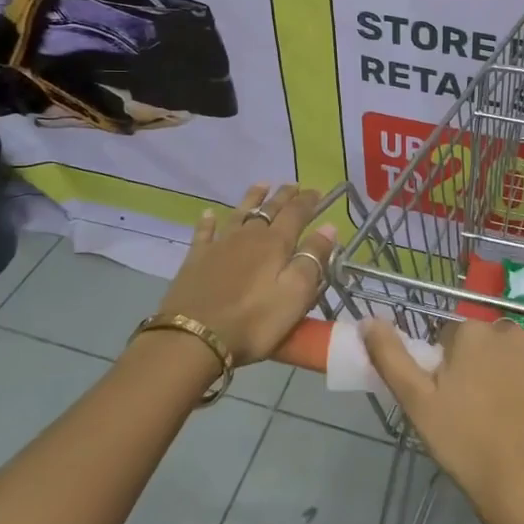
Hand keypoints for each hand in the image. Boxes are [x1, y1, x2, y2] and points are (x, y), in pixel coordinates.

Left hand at [155, 184, 337, 363]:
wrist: (194, 338)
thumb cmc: (254, 321)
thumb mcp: (295, 294)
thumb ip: (313, 259)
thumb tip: (329, 227)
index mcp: (276, 244)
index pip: (296, 214)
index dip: (308, 201)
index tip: (317, 191)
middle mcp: (248, 236)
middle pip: (269, 209)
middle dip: (283, 196)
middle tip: (293, 185)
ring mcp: (219, 245)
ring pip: (239, 213)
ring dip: (252, 198)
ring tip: (261, 185)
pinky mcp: (196, 259)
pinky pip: (204, 232)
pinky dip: (208, 221)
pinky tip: (209, 213)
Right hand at [363, 315, 523, 522]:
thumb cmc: (465, 444)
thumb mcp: (416, 403)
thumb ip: (391, 356)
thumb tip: (368, 320)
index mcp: (471, 333)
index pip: (456, 338)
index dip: (455, 367)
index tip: (457, 399)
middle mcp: (510, 328)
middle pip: (495, 341)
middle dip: (490, 364)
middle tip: (487, 408)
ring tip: (521, 412)